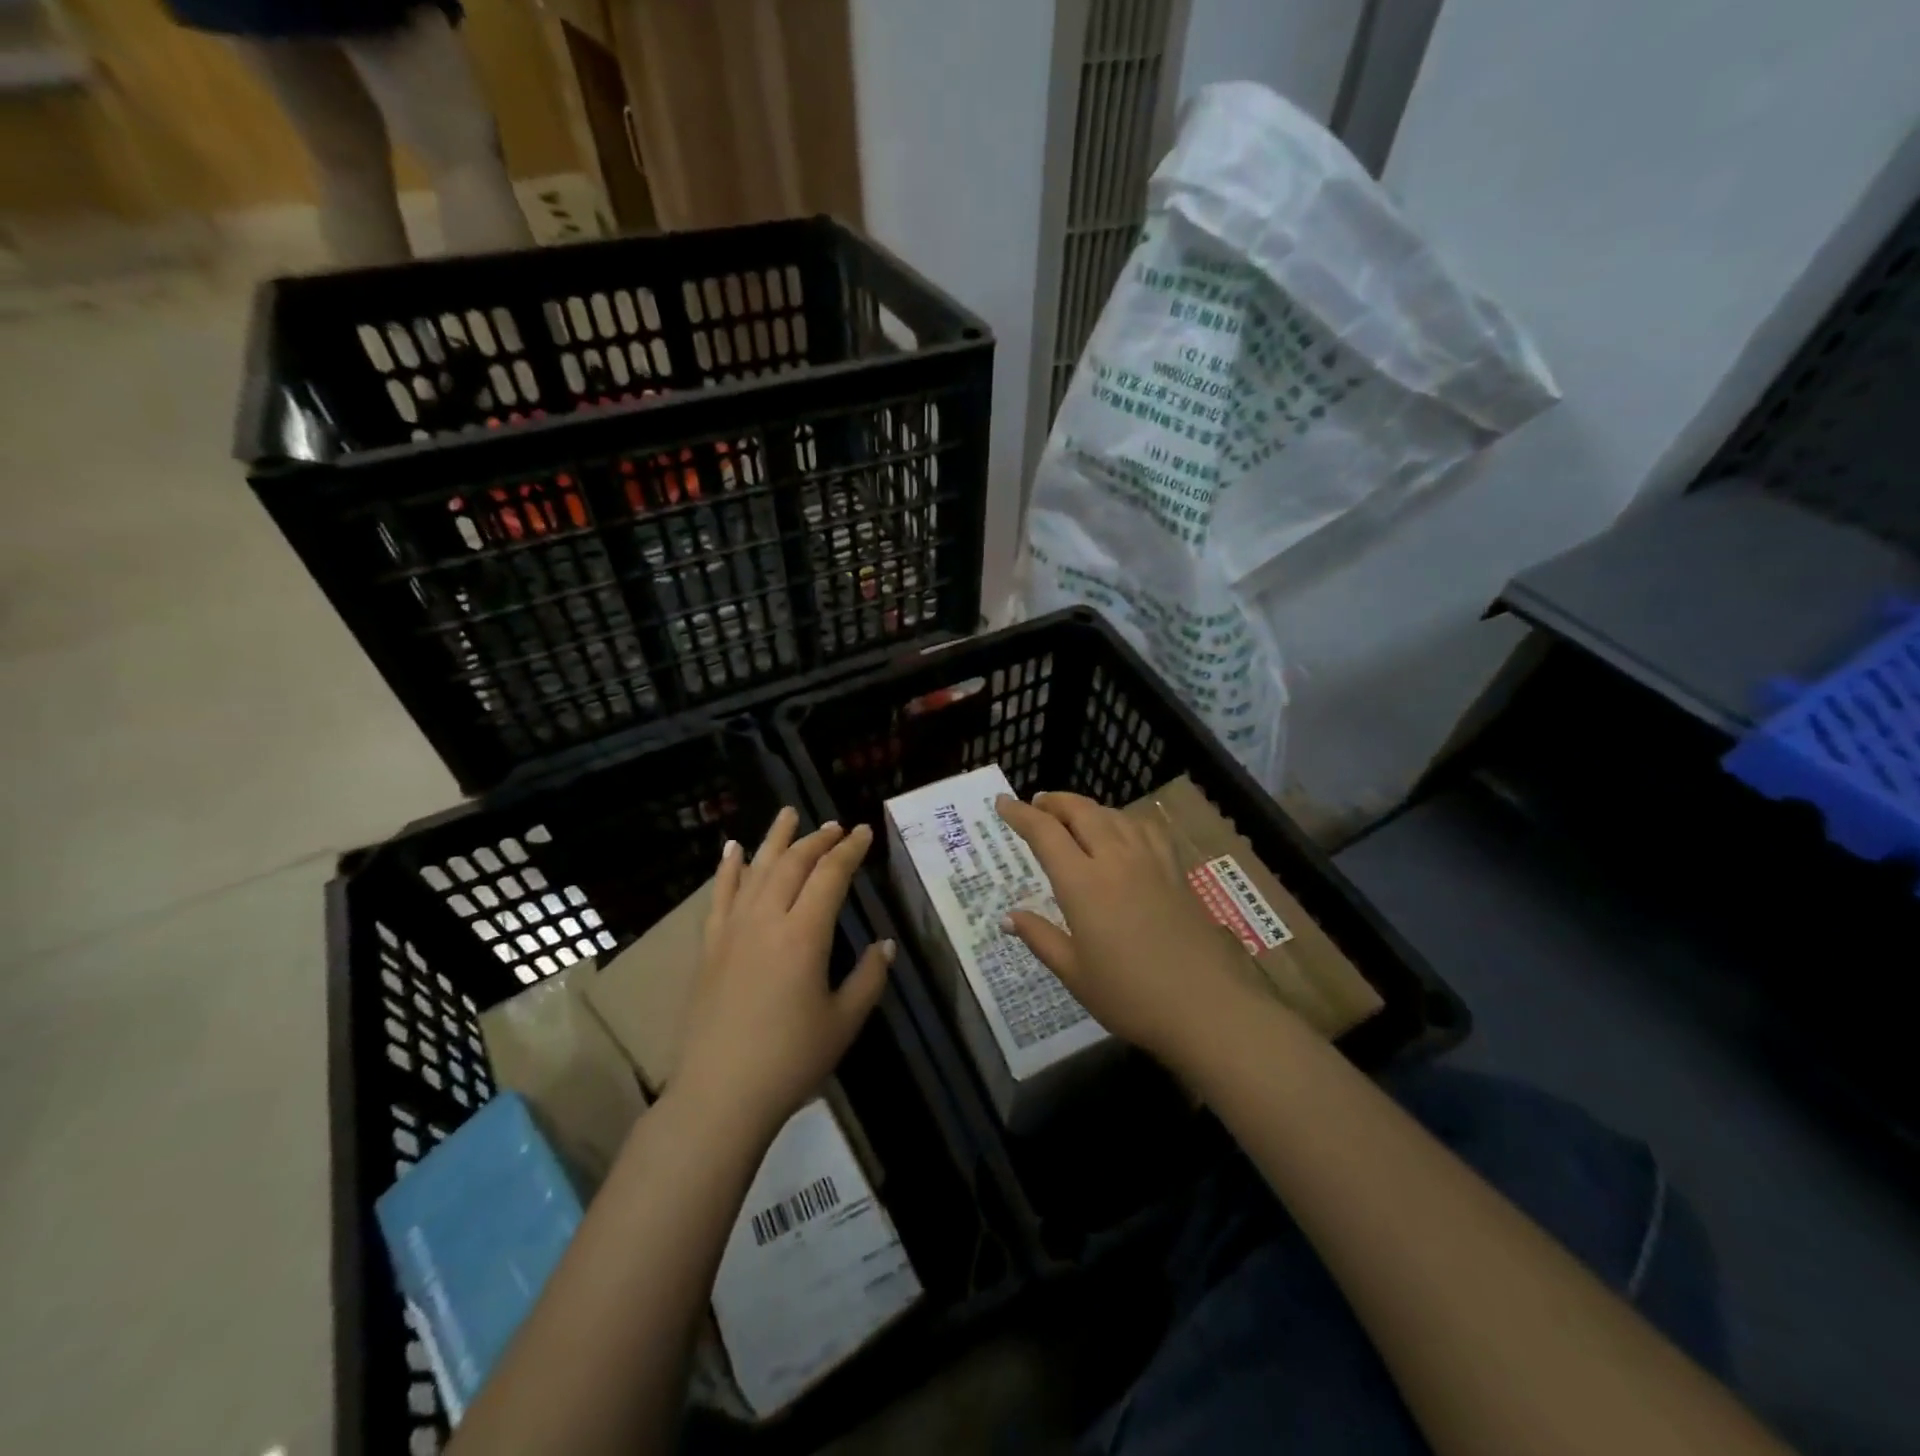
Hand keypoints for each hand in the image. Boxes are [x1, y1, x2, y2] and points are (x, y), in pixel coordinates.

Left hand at [673, 807, 892, 1138]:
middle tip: (835, 826)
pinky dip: (727, 868)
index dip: (849, 850)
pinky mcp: (709, 947)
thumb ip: (869, 978)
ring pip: (755, 870)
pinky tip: (732, 849)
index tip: (863, 832)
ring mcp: (732, 930)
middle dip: (817, 840)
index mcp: (804, 934)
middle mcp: (766, 920)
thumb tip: (884, 944)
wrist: (719, 1095)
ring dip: (775, 839)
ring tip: (788, 814)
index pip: (830, 876)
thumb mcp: (844, 1022)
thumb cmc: (790, 1060)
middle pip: (792, 864)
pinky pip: (719, 896)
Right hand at [995, 791, 1249, 1068]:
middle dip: (1054, 802)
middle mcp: (1115, 859)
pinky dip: (1124, 819)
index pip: (1044, 833)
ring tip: (1074, 816)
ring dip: (1087, 808)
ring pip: (1114, 814)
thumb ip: (1040, 938)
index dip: (1020, 814)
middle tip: (1036, 805)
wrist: (1207, 1006)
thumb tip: (1008, 917)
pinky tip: (1124, 831)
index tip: (1002, 802)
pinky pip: (1145, 828)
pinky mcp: (1175, 871)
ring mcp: (1150, 861)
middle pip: (1081, 811)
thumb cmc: (1130, 996)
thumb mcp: (1075, 973)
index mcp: (1083, 883)